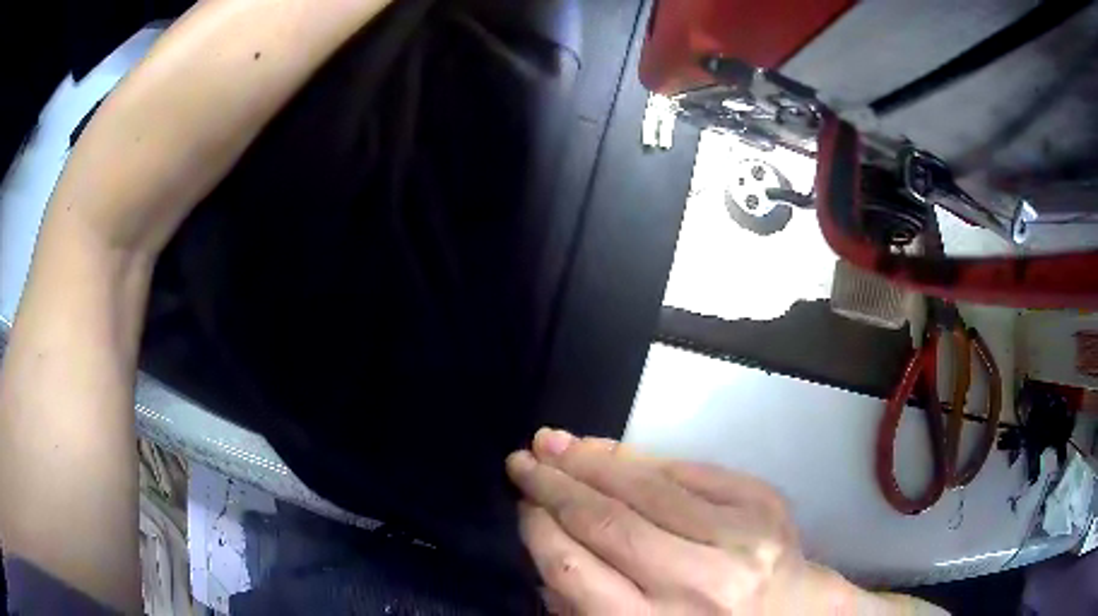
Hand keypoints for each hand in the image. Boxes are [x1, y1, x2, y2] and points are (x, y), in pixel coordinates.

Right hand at [507, 429, 944, 614]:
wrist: (795, 614)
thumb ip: (586, 605)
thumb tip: (547, 544)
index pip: (575, 568)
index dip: (540, 529)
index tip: (522, 505)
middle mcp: (698, 583)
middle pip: (607, 522)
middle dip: (555, 486)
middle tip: (522, 461)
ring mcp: (738, 535)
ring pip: (646, 486)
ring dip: (591, 461)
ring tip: (554, 444)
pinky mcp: (762, 502)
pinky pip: (688, 471)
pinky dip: (642, 459)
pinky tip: (610, 451)